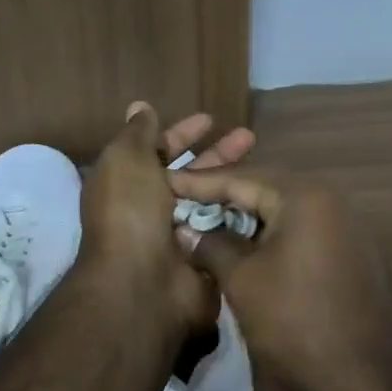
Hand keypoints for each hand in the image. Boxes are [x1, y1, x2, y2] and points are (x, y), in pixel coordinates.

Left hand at [78, 103, 254, 335]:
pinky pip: (227, 228)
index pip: (160, 151)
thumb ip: (137, 133)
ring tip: (264, 164)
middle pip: (192, 174)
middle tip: (250, 137)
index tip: (212, 119)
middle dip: (219, 153)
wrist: (143, 283)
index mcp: (130, 184)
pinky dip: (242, 213)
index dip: (183, 133)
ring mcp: (182, 234)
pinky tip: (266, 197)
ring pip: (213, 200)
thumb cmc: (130, 213)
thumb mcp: (126, 160)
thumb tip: (140, 107)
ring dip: (235, 181)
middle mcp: (154, 208)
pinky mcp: (206, 256)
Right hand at [163, 167, 391, 390]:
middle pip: (262, 190)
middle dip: (220, 200)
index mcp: (302, 195)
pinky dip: (268, 239)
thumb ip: (212, 246)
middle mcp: (327, 199)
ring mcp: (342, 226)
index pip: (239, 178)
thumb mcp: (244, 282)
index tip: (162, 182)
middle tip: (179, 205)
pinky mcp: (348, 253)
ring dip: (243, 221)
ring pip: (281, 214)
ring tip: (203, 228)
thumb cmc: (300, 320)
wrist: (373, 372)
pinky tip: (241, 252)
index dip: (197, 182)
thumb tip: (187, 229)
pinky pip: (299, 233)